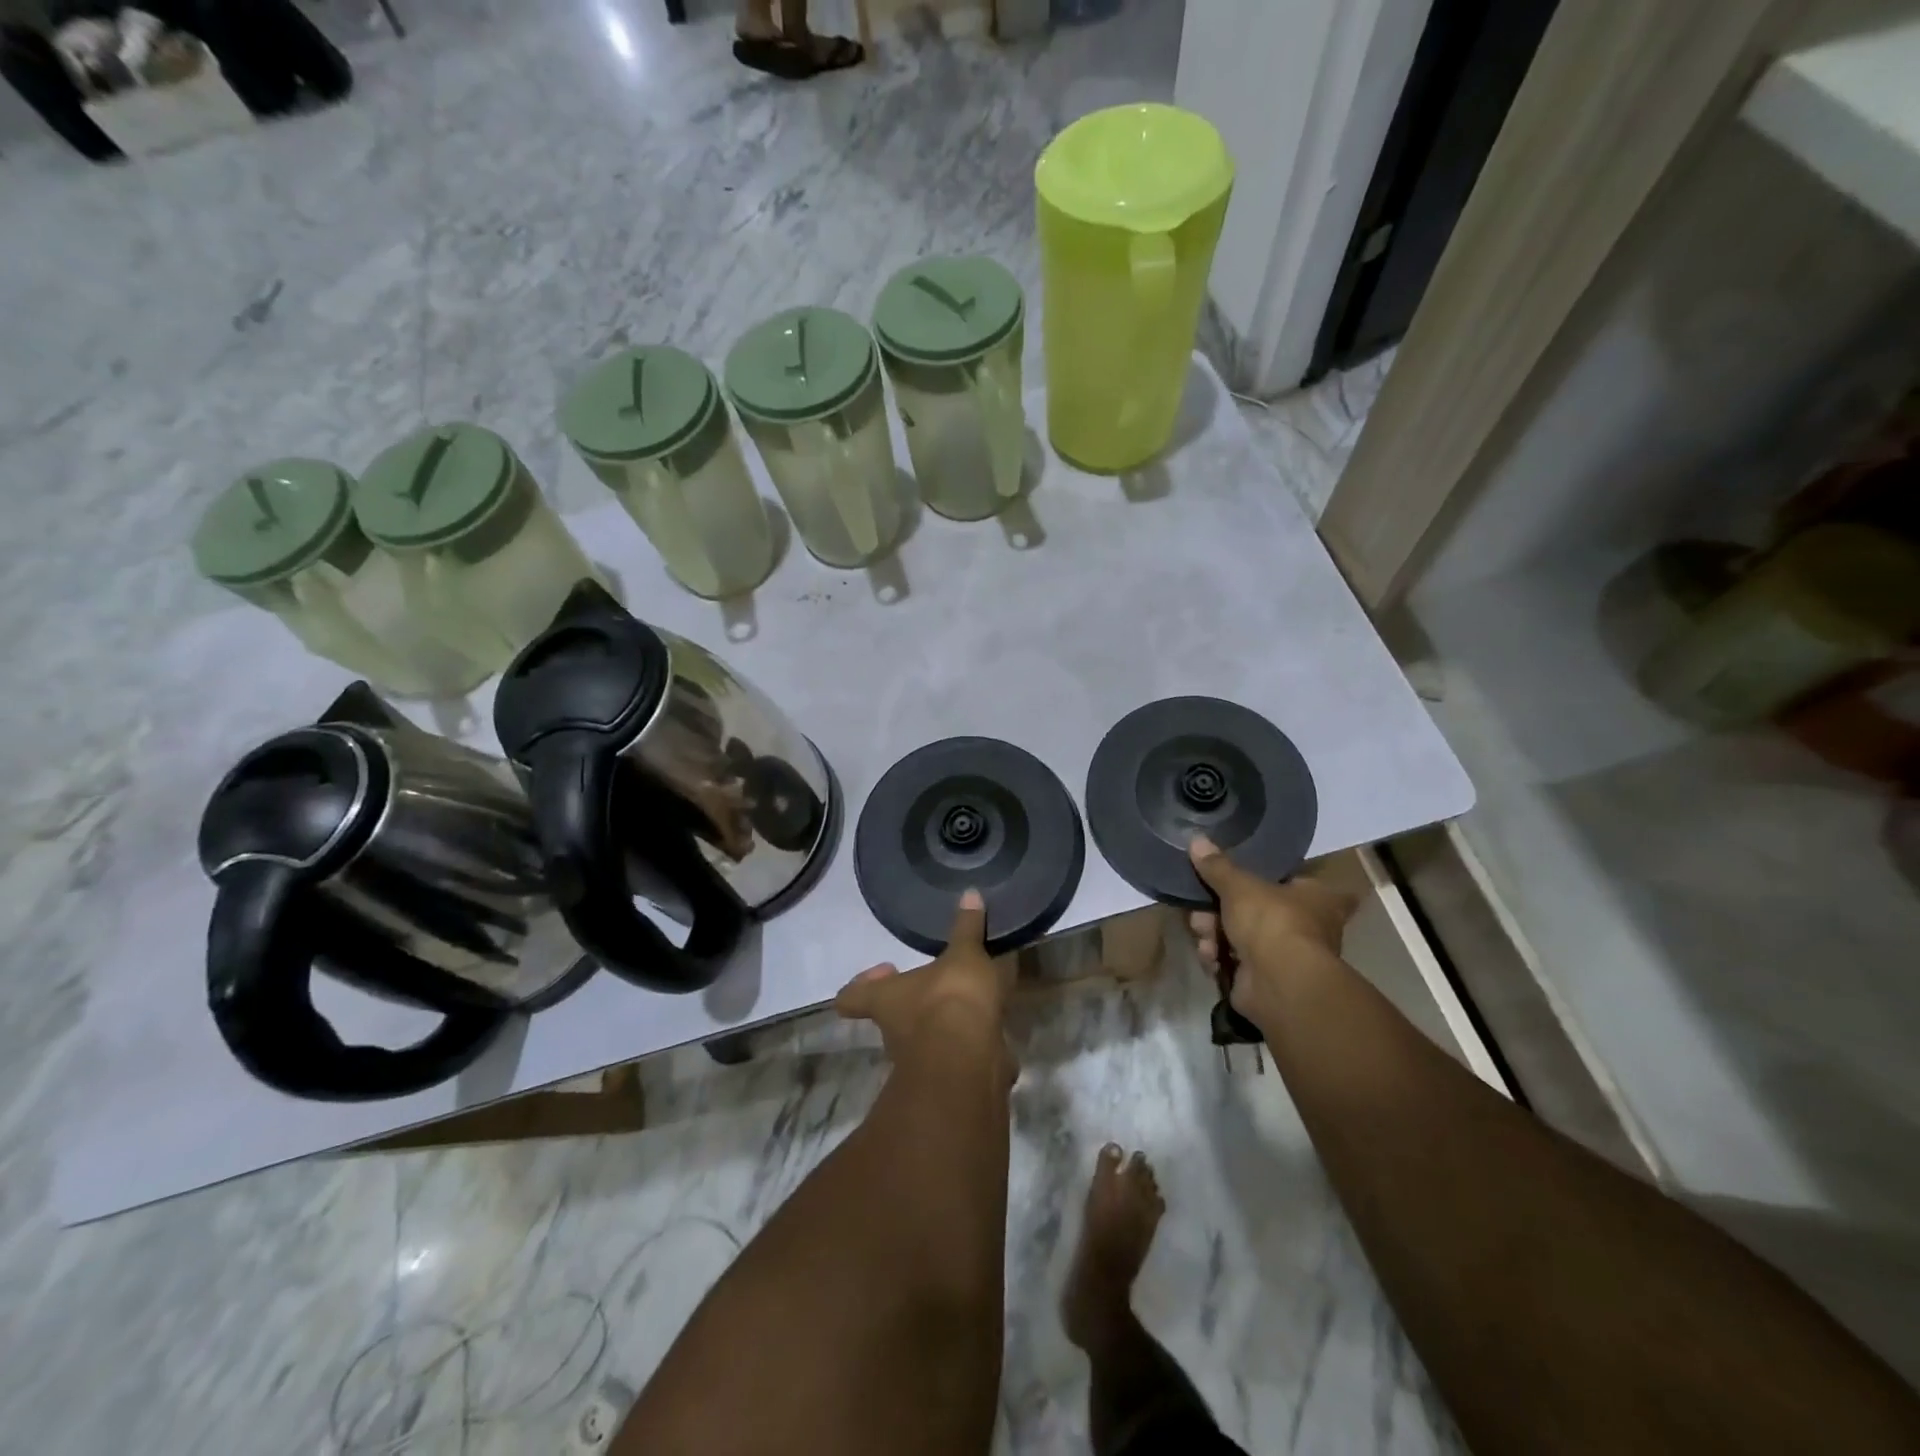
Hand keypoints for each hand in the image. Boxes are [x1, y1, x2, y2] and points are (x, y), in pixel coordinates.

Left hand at [836, 889, 1010, 1065]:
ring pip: (924, 1039)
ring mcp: (920, 1061)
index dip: (862, 985)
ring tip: (971, 1001)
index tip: (885, 968)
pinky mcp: (949, 1078)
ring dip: (942, 1024)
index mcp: (886, 1000)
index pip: (853, 997)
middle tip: (937, 981)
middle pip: (892, 1017)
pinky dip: (969, 1044)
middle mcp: (894, 1033)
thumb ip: (967, 928)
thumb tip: (970, 893)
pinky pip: (956, 1055)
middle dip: (913, 1002)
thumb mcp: (964, 954)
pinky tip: (992, 1027)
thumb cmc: (951, 999)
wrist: (970, 1060)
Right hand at [1187, 835, 1357, 1022]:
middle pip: (1253, 909)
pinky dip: (1218, 958)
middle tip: (1203, 912)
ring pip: (1238, 935)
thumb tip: (1196, 838)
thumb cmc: (1272, 921)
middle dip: (1219, 911)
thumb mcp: (1239, 885)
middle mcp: (1307, 926)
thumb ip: (1217, 865)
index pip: (1297, 880)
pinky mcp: (1263, 979)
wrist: (1280, 984)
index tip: (1249, 877)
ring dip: (1213, 935)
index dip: (1273, 878)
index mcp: (1317, 897)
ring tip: (1205, 938)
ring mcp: (1285, 955)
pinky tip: (1211, 958)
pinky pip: (1232, 960)